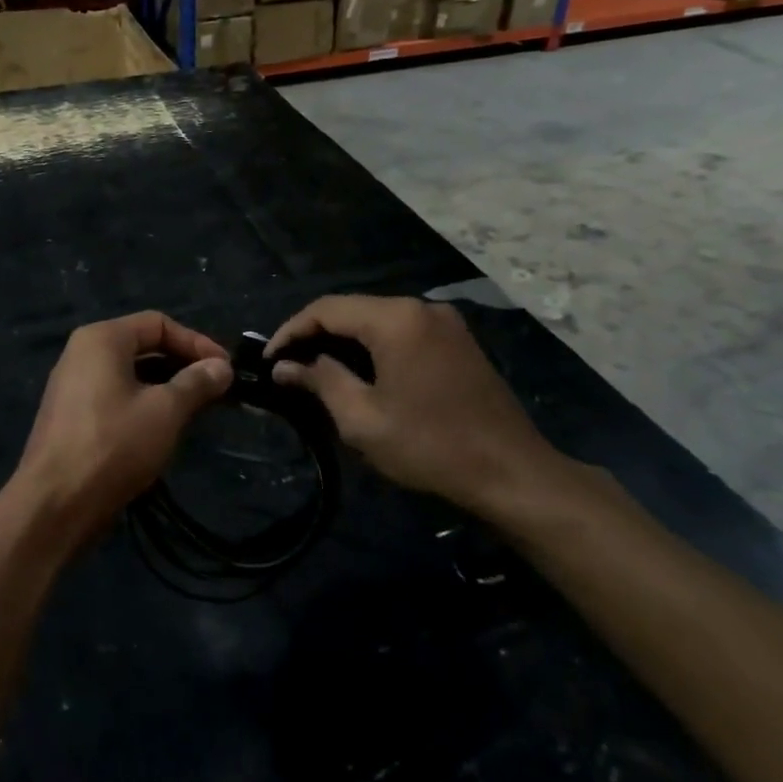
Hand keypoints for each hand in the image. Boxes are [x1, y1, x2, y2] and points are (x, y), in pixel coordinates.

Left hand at [6, 313, 231, 553]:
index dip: (196, 342)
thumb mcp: (165, 411)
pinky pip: (116, 398)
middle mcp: (82, 354)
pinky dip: (145, 405)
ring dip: (167, 388)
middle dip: (183, 365)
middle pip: (143, 346)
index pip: (158, 324)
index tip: (226, 369)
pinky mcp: (72, 418)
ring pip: (131, 375)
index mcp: (101, 339)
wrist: (54, 504)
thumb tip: (222, 367)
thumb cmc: (113, 444)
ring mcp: (73, 387)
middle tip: (218, 390)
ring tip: (199, 410)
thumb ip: (196, 383)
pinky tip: (166, 428)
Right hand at [267, 295, 591, 530]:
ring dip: (343, 340)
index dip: (291, 330)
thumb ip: (320, 381)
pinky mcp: (458, 341)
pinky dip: (373, 345)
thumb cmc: (430, 446)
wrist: (513, 473)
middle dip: (316, 334)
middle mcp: (421, 308)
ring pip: (377, 319)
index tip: (269, 359)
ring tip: (314, 369)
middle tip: (288, 365)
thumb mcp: (363, 419)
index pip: (326, 309)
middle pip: (353, 309)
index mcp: (396, 319)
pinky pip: (402, 331)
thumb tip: (285, 366)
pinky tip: (359, 370)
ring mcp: (444, 322)